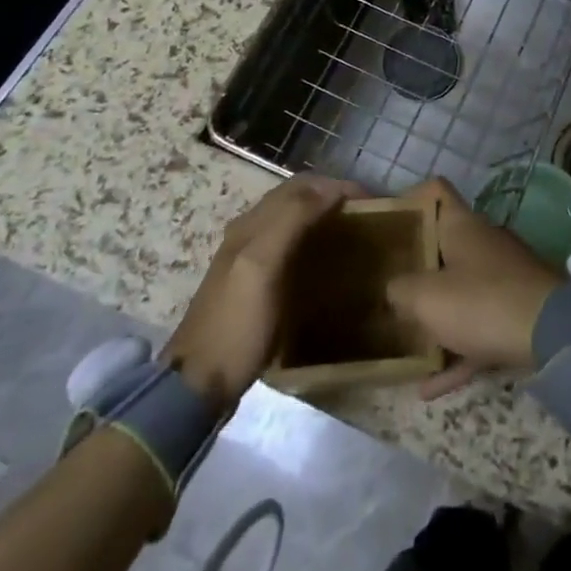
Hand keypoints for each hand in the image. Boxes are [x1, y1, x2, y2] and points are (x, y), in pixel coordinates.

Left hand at [162, 175, 361, 409]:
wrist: (199, 384)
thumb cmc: (236, 324)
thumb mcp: (262, 266)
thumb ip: (291, 220)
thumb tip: (330, 189)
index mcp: (251, 224)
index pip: (300, 186)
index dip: (336, 186)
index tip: (371, 201)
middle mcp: (249, 232)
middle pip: (296, 198)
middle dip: (332, 196)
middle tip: (367, 214)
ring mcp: (251, 259)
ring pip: (293, 220)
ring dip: (323, 215)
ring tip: (353, 231)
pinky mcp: (255, 284)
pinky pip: (290, 246)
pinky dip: (313, 240)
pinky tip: (327, 259)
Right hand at [386, 178, 563, 398]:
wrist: (553, 333)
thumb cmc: (481, 302)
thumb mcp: (426, 297)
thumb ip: (400, 289)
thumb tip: (394, 288)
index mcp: (462, 225)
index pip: (435, 191)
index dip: (409, 200)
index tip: (385, 222)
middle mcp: (483, 242)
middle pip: (443, 245)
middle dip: (415, 266)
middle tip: (384, 285)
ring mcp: (503, 276)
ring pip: (459, 289)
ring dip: (434, 316)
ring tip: (402, 339)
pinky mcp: (516, 310)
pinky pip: (477, 329)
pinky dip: (456, 352)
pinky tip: (428, 387)